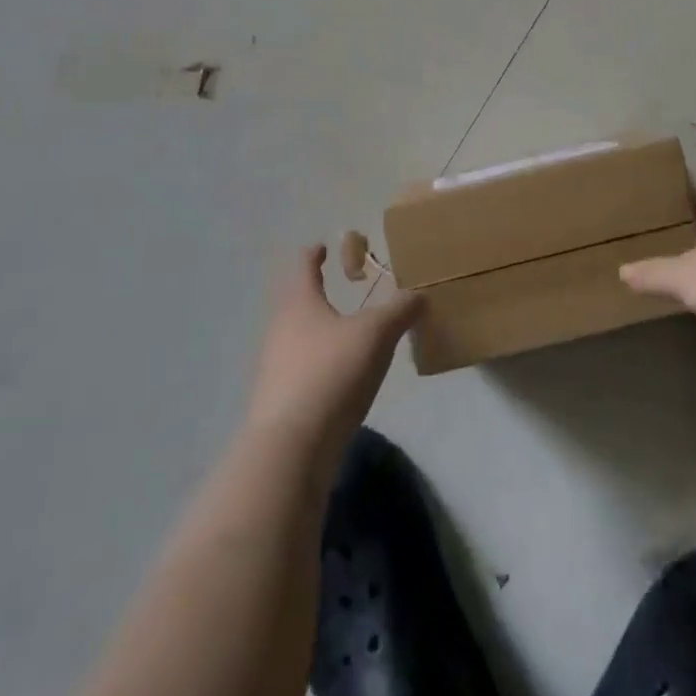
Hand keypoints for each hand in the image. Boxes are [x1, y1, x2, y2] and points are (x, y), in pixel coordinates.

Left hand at [244, 245, 421, 472]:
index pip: (303, 265)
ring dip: (321, 330)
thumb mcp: (376, 334)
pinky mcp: (280, 401)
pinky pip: (302, 369)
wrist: (291, 449)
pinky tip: (342, 375)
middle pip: (298, 301)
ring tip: (350, 333)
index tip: (324, 246)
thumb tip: (420, 293)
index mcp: (299, 302)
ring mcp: (275, 367)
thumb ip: (400, 310)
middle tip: (347, 288)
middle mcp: (280, 329)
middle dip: (320, 293)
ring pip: (299, 336)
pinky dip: (321, 363)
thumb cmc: (332, 373)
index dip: (315, 253)